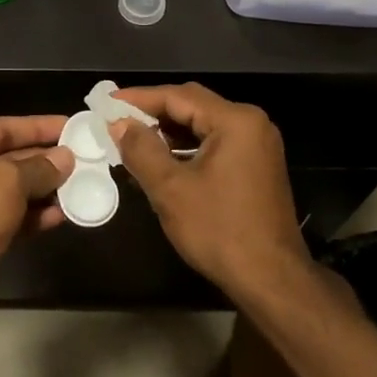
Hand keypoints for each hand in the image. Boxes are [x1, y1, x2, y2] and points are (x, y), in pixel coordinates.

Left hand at [0, 116, 72, 346]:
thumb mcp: (7, 182)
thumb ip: (40, 167)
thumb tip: (65, 158)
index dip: (37, 126)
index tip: (71, 125)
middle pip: (3, 158)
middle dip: (42, 160)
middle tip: (81, 157)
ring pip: (8, 191)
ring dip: (42, 189)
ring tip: (79, 185)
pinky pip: (7, 217)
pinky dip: (32, 215)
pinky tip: (61, 215)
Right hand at [109, 84, 308, 296]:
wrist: (271, 280)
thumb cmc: (219, 230)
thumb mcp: (171, 189)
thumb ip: (141, 149)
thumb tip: (119, 124)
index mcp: (235, 121)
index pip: (178, 96)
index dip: (138, 98)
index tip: (105, 103)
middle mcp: (251, 124)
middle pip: (192, 106)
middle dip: (152, 113)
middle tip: (115, 120)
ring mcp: (257, 146)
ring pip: (202, 127)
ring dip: (167, 133)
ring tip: (130, 142)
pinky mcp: (256, 167)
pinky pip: (214, 145)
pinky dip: (185, 150)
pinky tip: (159, 164)